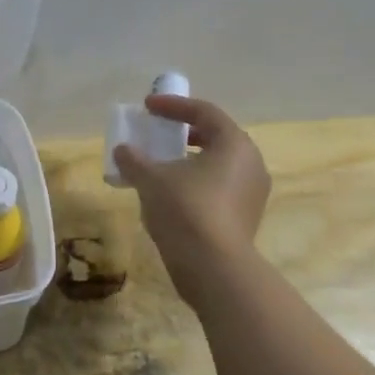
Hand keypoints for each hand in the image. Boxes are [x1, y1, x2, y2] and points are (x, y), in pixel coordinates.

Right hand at [113, 95, 270, 286]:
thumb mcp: (151, 179)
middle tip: (159, 133)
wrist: (214, 268)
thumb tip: (122, 150)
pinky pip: (219, 188)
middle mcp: (251, 163)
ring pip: (218, 165)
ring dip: (189, 161)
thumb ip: (135, 159)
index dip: (174, 105)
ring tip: (160, 166)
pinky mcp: (245, 218)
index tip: (148, 106)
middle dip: (184, 133)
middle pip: (216, 137)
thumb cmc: (186, 210)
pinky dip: (195, 183)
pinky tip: (171, 195)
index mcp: (234, 144)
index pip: (204, 112)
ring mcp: (252, 193)